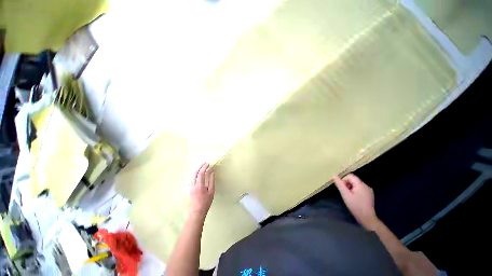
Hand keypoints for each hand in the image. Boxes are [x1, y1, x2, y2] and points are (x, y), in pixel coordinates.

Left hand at [189, 163, 214, 219]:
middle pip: (195, 173)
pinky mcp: (190, 189)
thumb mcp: (211, 192)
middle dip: (200, 166)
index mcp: (199, 185)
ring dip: (198, 170)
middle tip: (205, 163)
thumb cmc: (206, 202)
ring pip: (193, 175)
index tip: (208, 163)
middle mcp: (193, 185)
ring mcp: (190, 187)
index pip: (201, 173)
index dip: (204, 167)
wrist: (197, 212)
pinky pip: (192, 179)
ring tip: (203, 167)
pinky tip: (199, 174)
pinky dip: (196, 174)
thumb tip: (212, 172)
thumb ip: (211, 181)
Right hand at [333, 174, 378, 230]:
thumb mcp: (345, 194)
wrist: (367, 218)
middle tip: (345, 193)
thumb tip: (334, 175)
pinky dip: (355, 191)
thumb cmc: (355, 206)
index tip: (342, 188)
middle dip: (347, 184)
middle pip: (353, 180)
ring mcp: (369, 190)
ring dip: (351, 188)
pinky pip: (360, 189)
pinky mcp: (369, 195)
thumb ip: (339, 184)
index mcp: (361, 184)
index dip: (344, 180)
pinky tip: (355, 199)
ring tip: (349, 197)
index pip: (350, 176)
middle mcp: (366, 185)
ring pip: (356, 184)